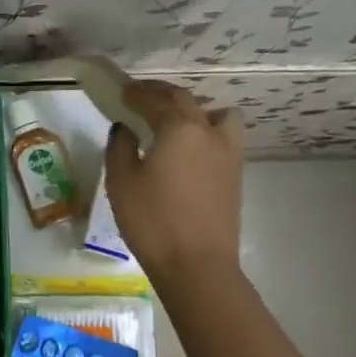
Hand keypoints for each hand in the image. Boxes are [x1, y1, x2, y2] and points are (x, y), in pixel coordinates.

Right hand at [103, 78, 243, 281]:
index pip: (155, 100)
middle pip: (186, 100)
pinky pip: (223, 136)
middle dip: (162, 94)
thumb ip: (120, 147)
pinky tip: (189, 148)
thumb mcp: (121, 182)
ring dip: (195, 109)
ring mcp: (228, 153)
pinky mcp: (235, 175)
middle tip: (140, 97)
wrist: (197, 266)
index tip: (121, 90)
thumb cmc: (152, 221)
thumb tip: (125, 129)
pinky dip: (206, 130)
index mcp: (179, 128)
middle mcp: (208, 132)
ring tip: (175, 121)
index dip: (136, 93)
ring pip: (216, 115)